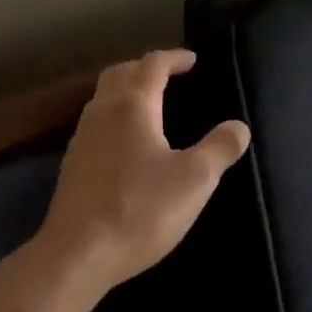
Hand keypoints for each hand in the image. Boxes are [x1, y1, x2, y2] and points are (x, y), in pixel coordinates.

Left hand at [35, 50, 250, 292]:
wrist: (78, 253)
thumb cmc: (140, 211)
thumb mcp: (194, 180)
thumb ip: (220, 148)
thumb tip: (239, 127)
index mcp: (132, 107)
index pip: (152, 65)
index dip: (174, 58)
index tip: (192, 60)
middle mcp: (102, 113)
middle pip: (120, 74)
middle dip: (145, 68)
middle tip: (170, 76)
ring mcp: (81, 139)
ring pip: (103, 98)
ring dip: (127, 91)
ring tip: (151, 105)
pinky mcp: (72, 165)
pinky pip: (96, 125)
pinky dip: (115, 118)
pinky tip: (128, 144)